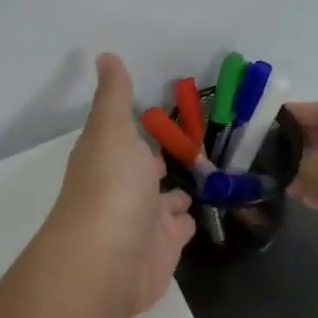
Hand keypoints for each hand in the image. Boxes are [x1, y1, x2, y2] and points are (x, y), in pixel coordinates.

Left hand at [47, 54, 194, 317]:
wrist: (108, 262)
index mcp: (108, 156)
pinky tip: (207, 208)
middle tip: (201, 143)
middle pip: (146, 169)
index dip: (144, 126)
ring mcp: (144, 219)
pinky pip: (180, 228)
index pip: (127, 136)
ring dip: (179, 190)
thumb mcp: (112, 130)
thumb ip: (115, 95)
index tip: (169, 110)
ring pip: (165, 200)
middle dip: (164, 159)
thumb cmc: (111, 187)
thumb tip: (104, 54)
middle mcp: (123, 186)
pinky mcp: (163, 248)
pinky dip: (189, 220)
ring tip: (214, 173)